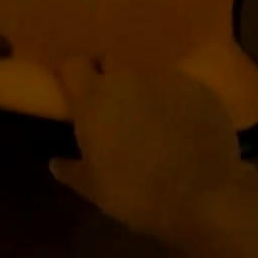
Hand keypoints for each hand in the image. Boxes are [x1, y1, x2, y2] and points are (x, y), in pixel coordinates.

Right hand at [51, 59, 257, 241]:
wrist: (202, 197)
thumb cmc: (137, 193)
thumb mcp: (95, 189)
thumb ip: (72, 170)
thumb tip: (55, 162)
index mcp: (94, 97)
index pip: (73, 65)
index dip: (73, 75)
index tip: (74, 91)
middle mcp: (127, 78)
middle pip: (109, 61)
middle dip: (107, 77)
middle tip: (111, 105)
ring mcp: (165, 78)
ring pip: (145, 74)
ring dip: (142, 90)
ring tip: (150, 118)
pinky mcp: (197, 87)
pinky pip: (177, 86)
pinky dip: (174, 100)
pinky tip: (182, 125)